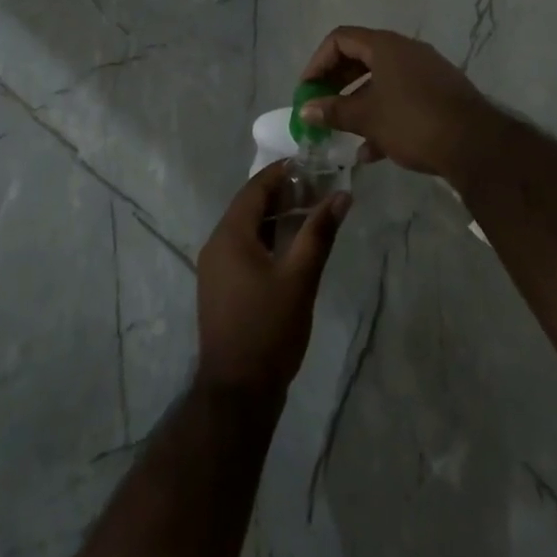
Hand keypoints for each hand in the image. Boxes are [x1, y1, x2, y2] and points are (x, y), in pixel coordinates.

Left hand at [196, 162, 349, 398]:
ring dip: (276, 216)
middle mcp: (216, 244)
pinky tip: (292, 245)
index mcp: (230, 235)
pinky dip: (268, 238)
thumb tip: (341, 195)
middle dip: (283, 193)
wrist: (237, 393)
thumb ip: (319, 233)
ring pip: (247, 228)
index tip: (312, 163)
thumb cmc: (268, 329)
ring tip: (311, 211)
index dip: (283, 172)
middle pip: (250, 205)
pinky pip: (244, 248)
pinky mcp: (221, 287)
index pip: (256, 188)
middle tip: (318, 186)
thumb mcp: (300, 278)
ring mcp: (215, 268)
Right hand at [299, 26, 503, 180]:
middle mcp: (405, 50)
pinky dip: (382, 114)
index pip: (340, 39)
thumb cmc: (413, 122)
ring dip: (358, 103)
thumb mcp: (367, 118)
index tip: (307, 90)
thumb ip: (333, 111)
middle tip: (320, 108)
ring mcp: (425, 71)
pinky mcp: (439, 93)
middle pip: (360, 57)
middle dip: (336, 83)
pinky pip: (401, 96)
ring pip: (381, 80)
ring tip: (342, 133)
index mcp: (385, 45)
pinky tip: (372, 151)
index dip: (318, 62)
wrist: (476, 145)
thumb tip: (306, 109)